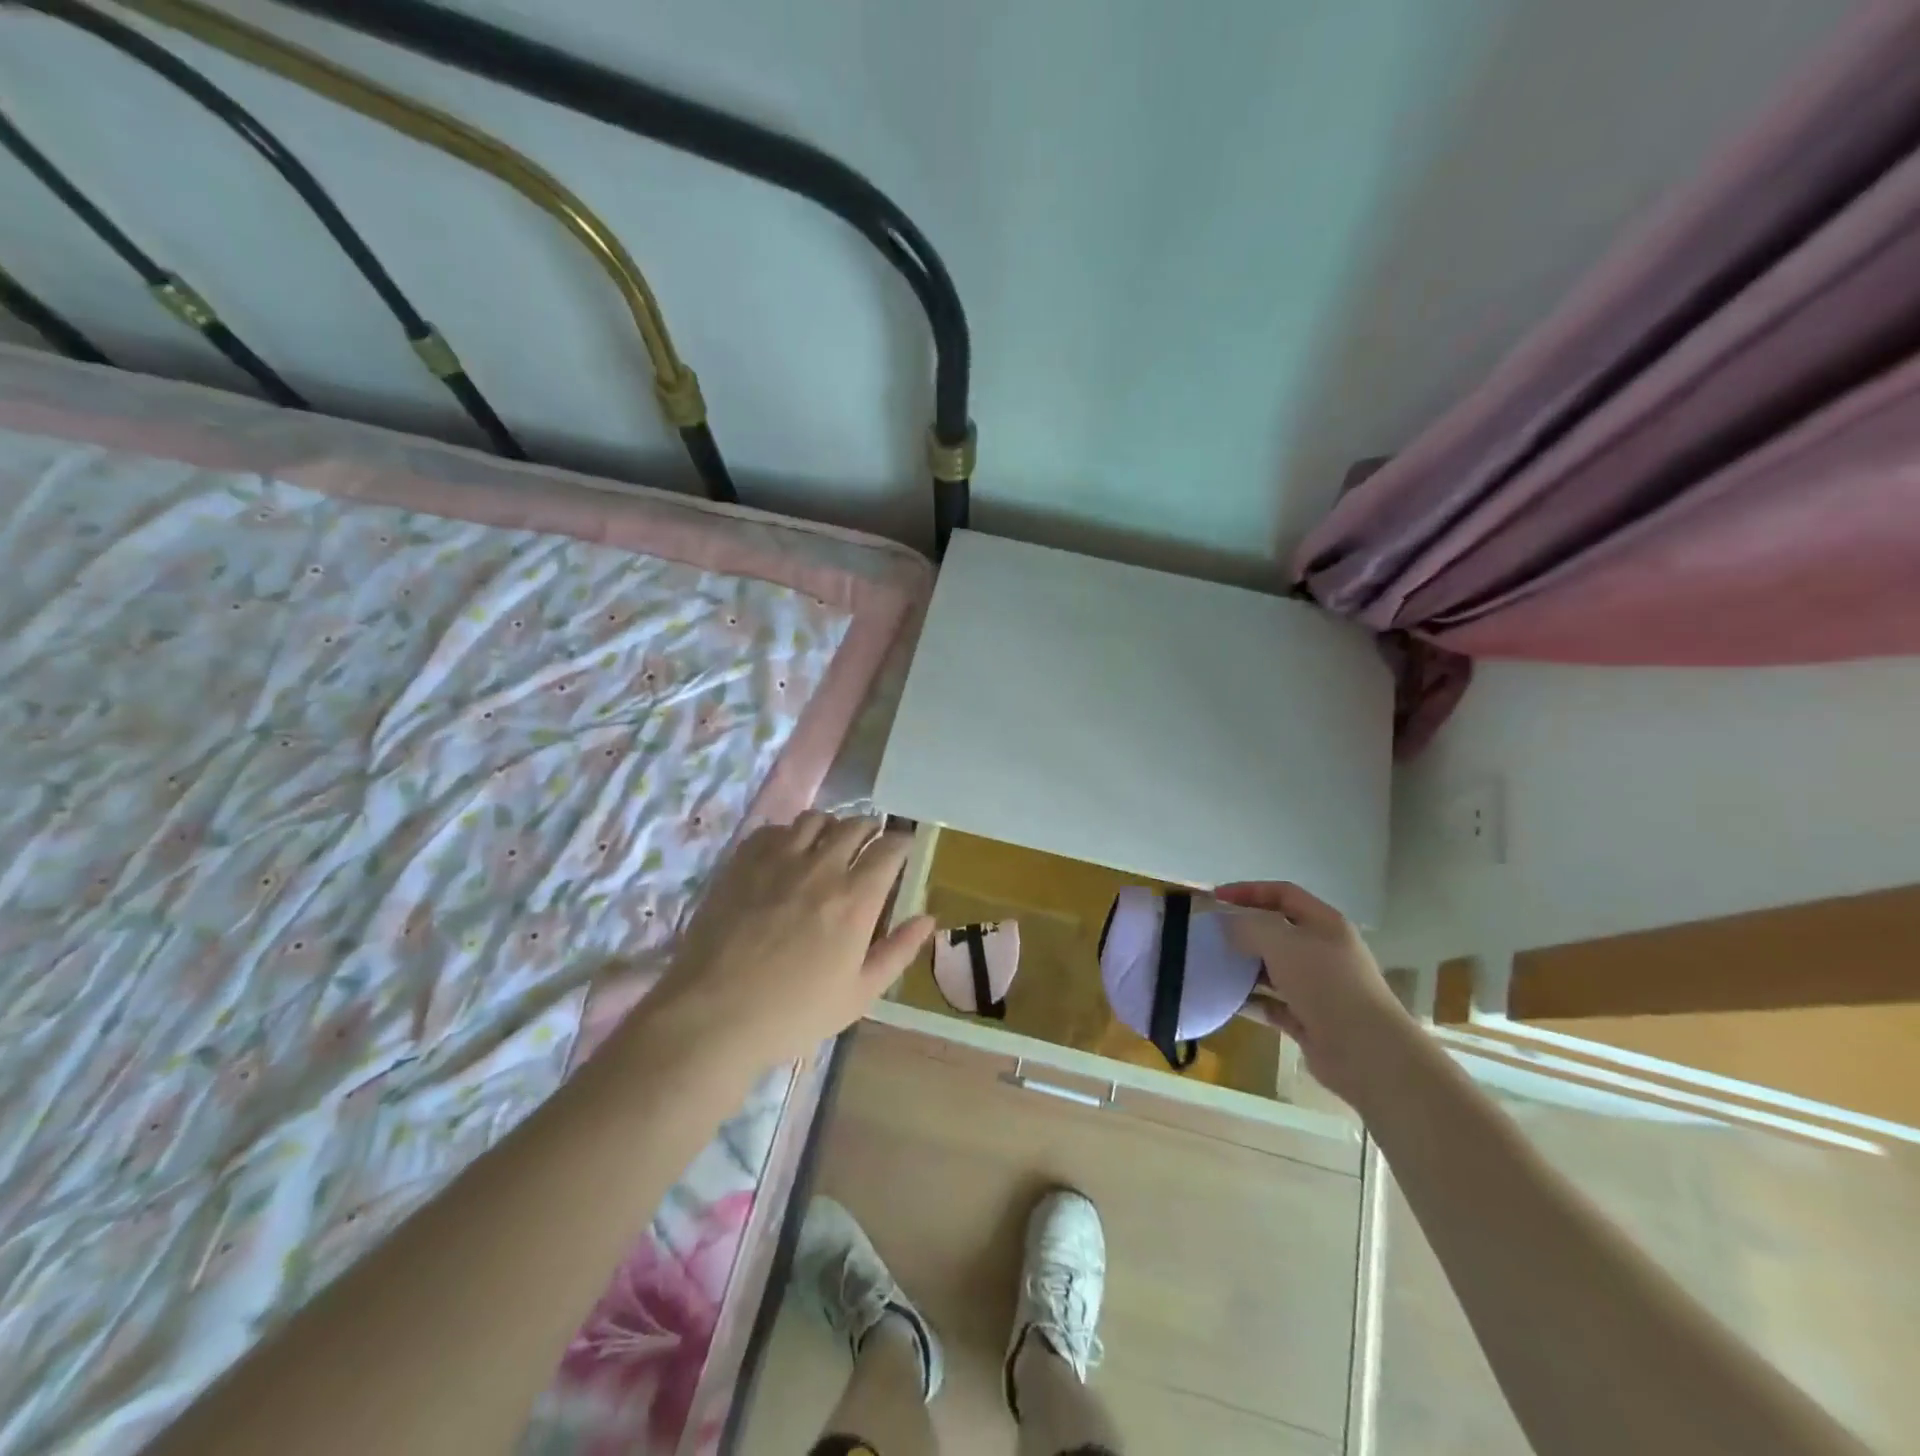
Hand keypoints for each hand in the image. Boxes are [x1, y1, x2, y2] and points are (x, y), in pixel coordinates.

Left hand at [637, 812, 934, 1078]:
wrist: (713, 1016)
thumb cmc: (793, 1013)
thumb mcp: (859, 995)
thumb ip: (898, 951)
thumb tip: (928, 918)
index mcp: (856, 899)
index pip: (889, 848)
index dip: (901, 841)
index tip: (903, 846)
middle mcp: (821, 867)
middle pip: (854, 825)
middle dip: (869, 828)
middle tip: (869, 843)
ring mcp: (778, 860)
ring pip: (814, 819)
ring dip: (830, 826)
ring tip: (828, 843)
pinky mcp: (742, 862)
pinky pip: (773, 830)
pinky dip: (787, 834)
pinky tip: (785, 854)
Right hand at [1213, 881, 1408, 1105]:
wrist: (1366, 1052)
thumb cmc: (1325, 984)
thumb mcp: (1281, 942)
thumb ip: (1250, 926)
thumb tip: (1229, 925)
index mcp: (1324, 924)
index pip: (1282, 894)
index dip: (1248, 891)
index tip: (1215, 898)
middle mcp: (1323, 951)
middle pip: (1277, 931)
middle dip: (1244, 930)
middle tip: (1210, 934)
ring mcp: (1318, 987)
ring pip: (1274, 969)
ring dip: (1245, 967)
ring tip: (1212, 966)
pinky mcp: (1310, 1020)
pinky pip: (1273, 1004)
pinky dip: (1252, 1001)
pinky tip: (1228, 1000)